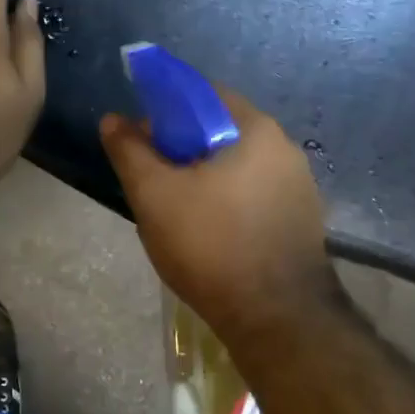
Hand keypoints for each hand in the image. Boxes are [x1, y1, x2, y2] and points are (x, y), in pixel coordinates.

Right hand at [100, 88, 340, 348]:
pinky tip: (207, 232)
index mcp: (255, 130)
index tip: (141, 138)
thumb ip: (130, 151)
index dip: (165, 109)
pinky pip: (253, 194)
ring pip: (236, 166)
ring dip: (202, 177)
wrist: (277, 318)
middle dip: (181, 148)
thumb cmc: (211, 245)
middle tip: (151, 178)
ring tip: (174, 210)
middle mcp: (285, 149)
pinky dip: (226, 201)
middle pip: (220, 131)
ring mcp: (298, 187)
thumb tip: (113, 119)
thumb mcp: (154, 195)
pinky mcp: (301, 220)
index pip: (203, 95)